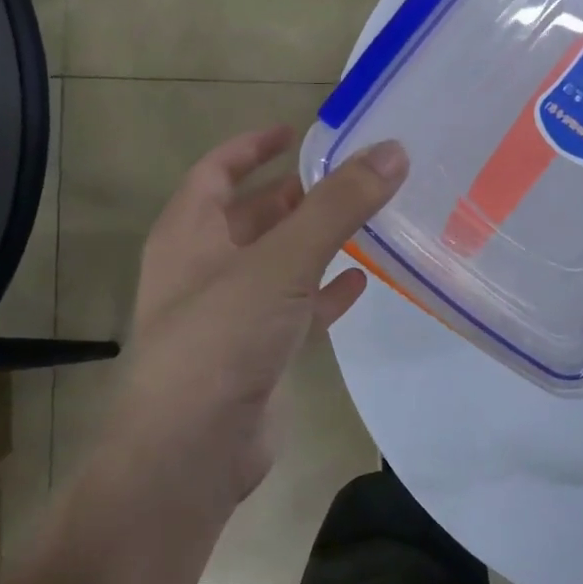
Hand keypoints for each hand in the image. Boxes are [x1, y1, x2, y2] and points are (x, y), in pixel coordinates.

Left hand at [104, 127, 407, 504]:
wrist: (193, 452)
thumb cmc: (222, 338)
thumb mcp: (282, 261)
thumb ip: (338, 205)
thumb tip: (392, 150)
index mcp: (189, 234)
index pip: (217, 171)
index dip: (253, 146)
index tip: (297, 131)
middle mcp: (204, 268)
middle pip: (251, 216)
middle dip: (295, 195)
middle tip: (347, 177)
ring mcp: (229, 314)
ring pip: (277, 263)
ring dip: (314, 241)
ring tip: (363, 220)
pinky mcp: (256, 353)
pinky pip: (295, 308)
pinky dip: (324, 292)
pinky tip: (360, 281)